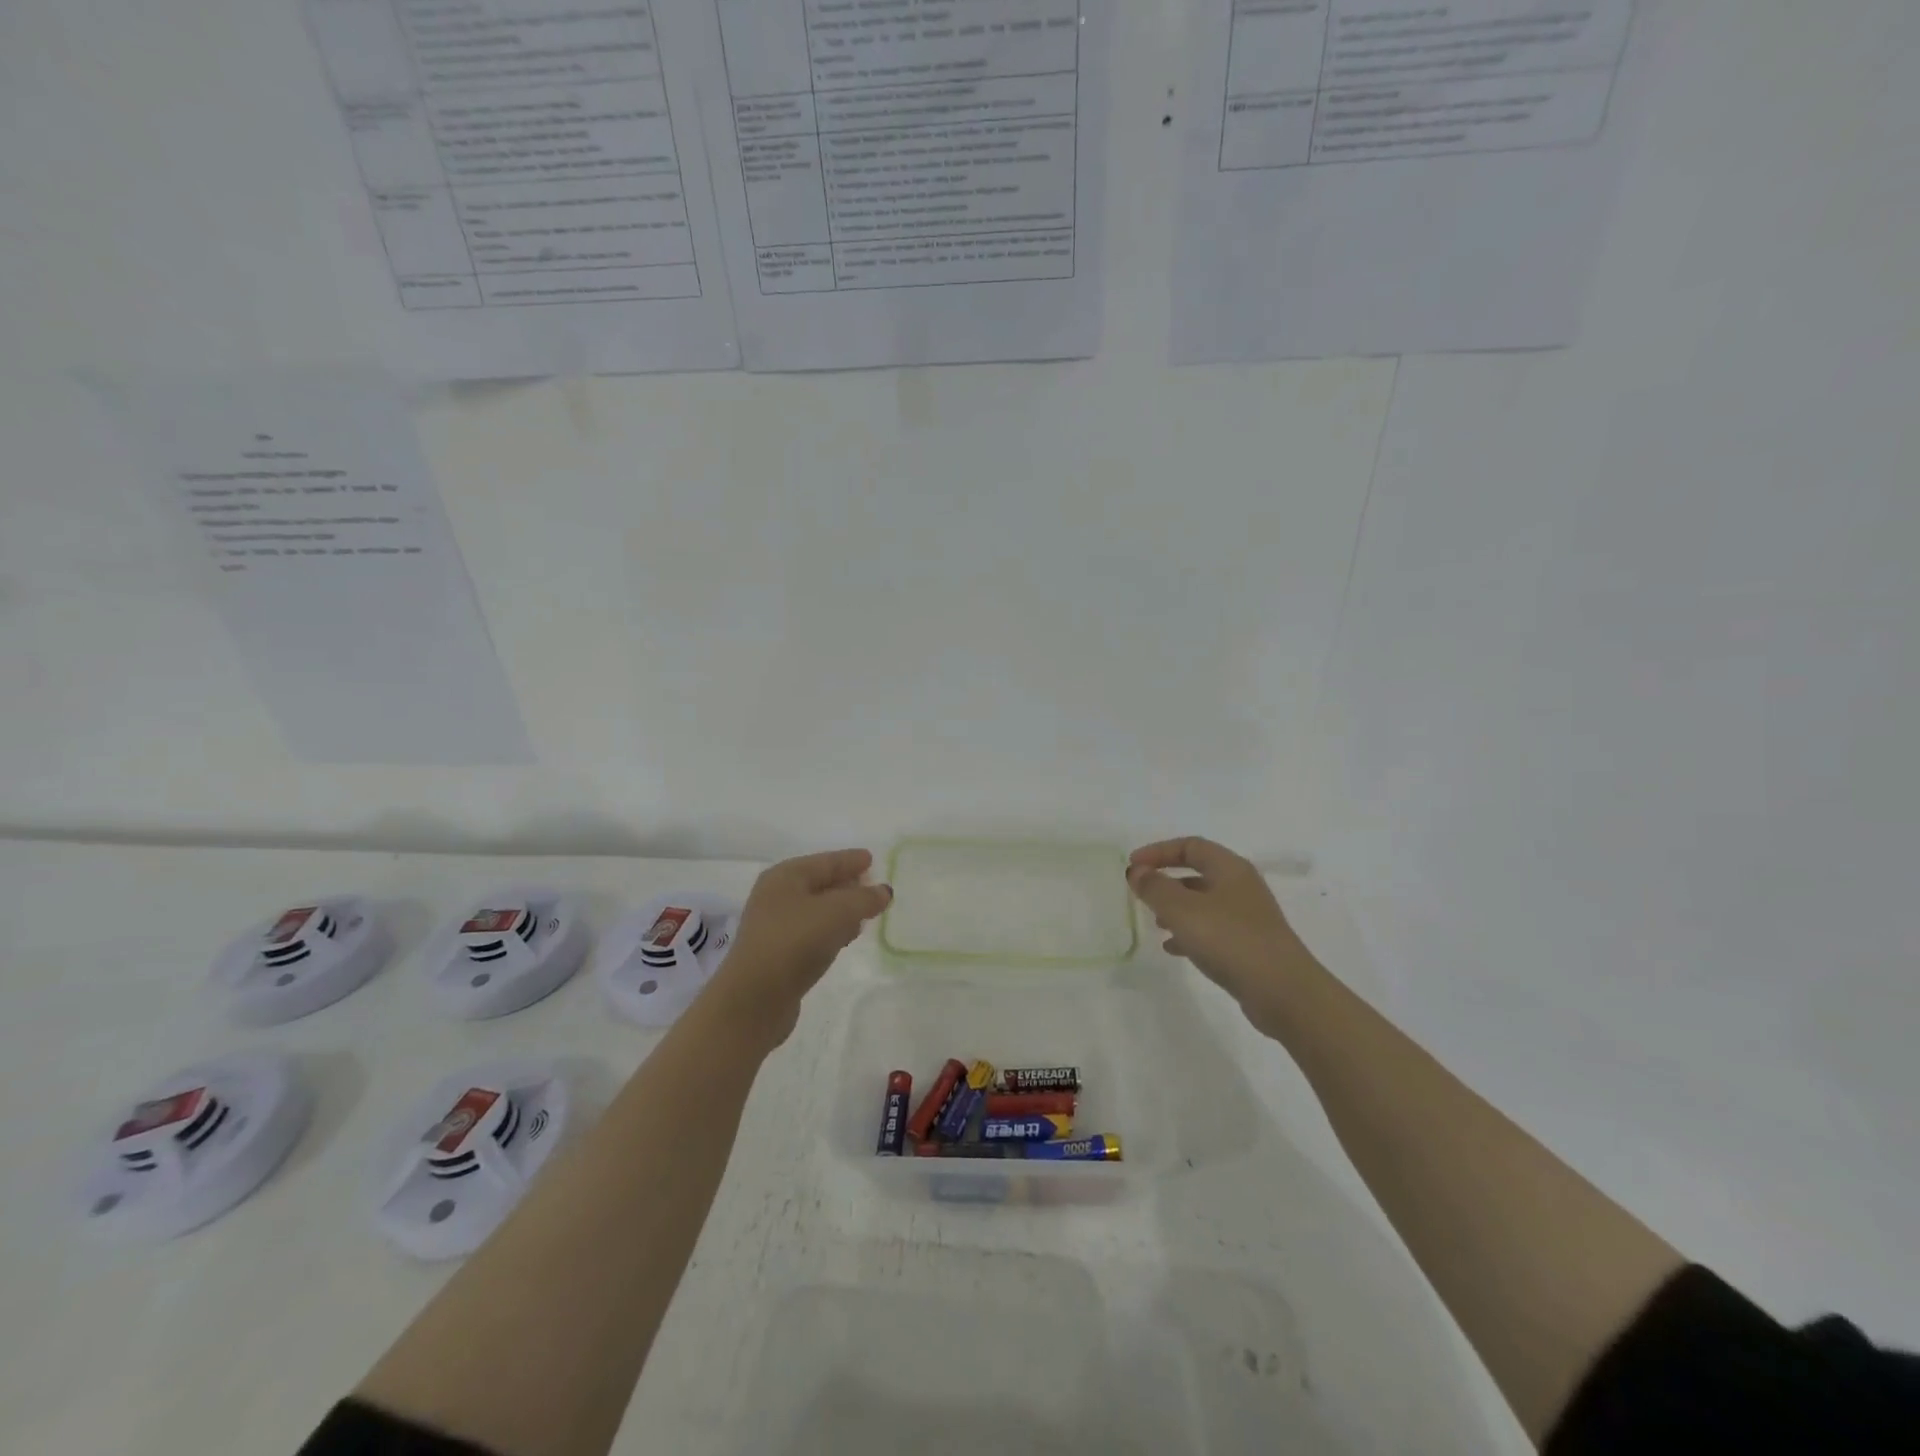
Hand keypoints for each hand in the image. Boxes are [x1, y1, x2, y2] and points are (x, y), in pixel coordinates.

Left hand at [706, 848, 891, 1045]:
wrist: (754, 999)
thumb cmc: (795, 942)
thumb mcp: (838, 912)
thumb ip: (864, 898)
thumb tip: (884, 891)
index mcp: (786, 876)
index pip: (826, 861)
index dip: (850, 860)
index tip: (872, 859)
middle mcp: (776, 895)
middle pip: (820, 883)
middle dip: (847, 885)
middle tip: (873, 889)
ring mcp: (774, 926)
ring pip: (817, 910)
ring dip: (841, 911)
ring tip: (865, 916)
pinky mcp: (777, 954)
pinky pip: (812, 932)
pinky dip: (831, 931)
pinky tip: (845, 940)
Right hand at [1126, 837, 1313, 1021]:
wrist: (1284, 993)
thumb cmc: (1230, 940)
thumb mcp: (1183, 910)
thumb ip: (1155, 888)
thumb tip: (1137, 871)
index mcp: (1230, 868)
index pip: (1190, 845)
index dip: (1158, 851)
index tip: (1133, 865)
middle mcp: (1241, 886)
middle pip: (1198, 871)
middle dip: (1166, 880)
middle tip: (1142, 893)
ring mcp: (1248, 917)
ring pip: (1204, 902)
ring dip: (1176, 908)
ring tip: (1155, 923)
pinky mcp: (1250, 945)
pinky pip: (1212, 929)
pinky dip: (1190, 933)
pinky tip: (1173, 949)